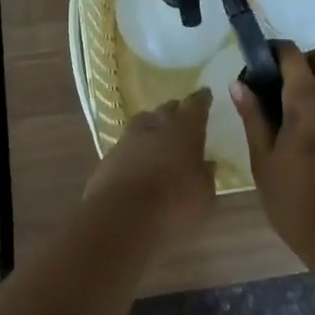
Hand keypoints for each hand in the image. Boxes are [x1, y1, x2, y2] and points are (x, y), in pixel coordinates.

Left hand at [84, 89, 216, 241]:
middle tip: (182, 116)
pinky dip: (135, 151)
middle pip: (166, 110)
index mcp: (183, 130)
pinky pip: (126, 147)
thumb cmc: (173, 206)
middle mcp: (155, 127)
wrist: (119, 220)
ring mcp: (127, 141)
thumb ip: (205, 176)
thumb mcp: (203, 197)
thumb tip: (207, 164)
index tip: (205, 94)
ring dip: (152, 128)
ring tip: (158, 137)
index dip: (201, 100)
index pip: (195, 106)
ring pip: (142, 124)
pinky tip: (139, 162)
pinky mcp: (108, 159)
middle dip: (175, 111)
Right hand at [235, 42, 314, 265]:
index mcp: (308, 100)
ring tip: (289, 108)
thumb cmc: (297, 200)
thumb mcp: (264, 160)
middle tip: (280, 82)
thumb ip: (253, 117)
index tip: (254, 66)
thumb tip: (239, 84)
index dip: (271, 51)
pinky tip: (305, 129)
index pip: (292, 54)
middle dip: (304, 59)